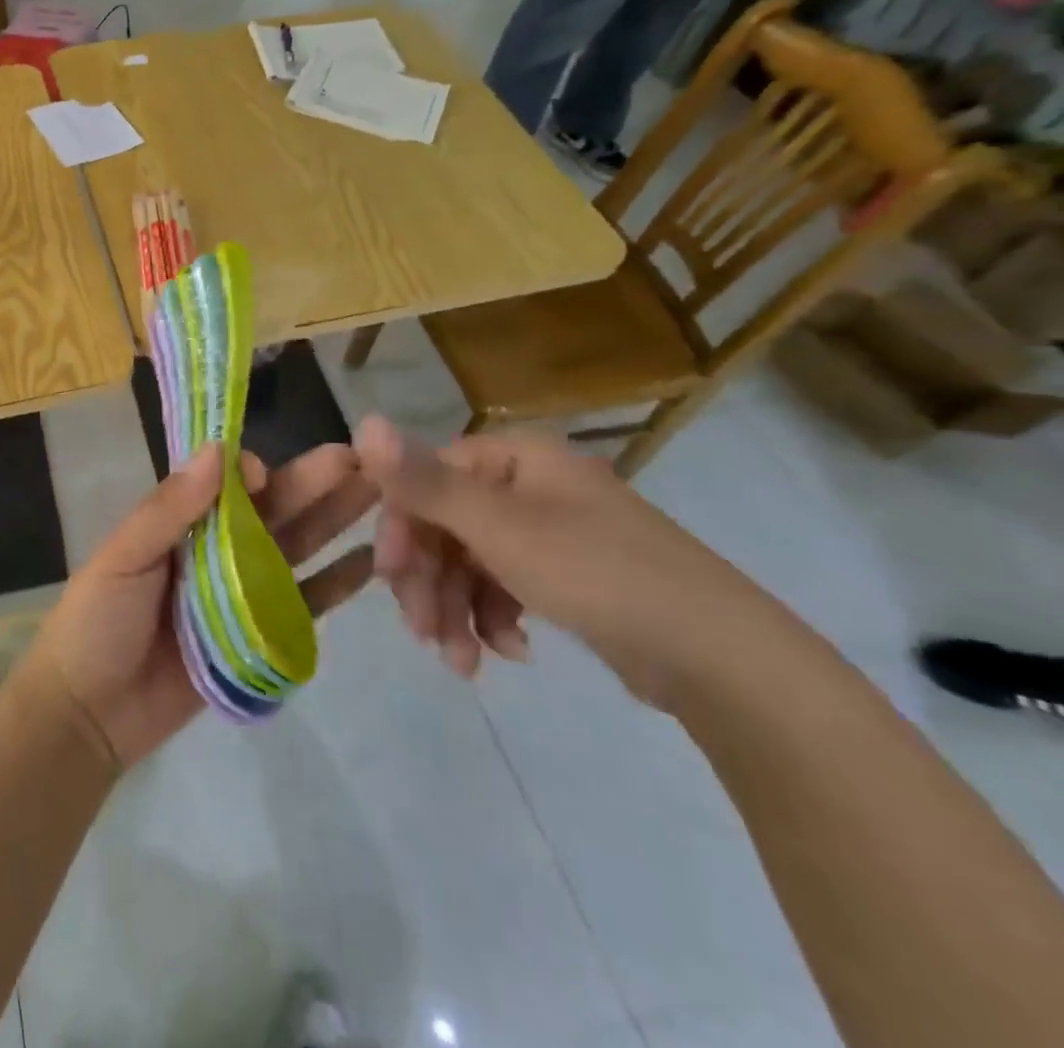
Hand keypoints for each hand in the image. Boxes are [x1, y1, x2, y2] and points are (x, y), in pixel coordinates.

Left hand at [27, 443, 377, 768]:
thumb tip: (218, 450)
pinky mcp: (260, 635)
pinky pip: (303, 603)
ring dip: (334, 520)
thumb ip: (169, 508)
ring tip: (378, 493)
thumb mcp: (123, 557)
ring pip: (295, 546)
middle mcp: (218, 547)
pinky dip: (335, 583)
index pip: (228, 483)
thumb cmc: (97, 622)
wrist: (88, 714)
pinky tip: (370, 562)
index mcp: (182, 521)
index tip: (268, 473)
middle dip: (313, 483)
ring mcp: (242, 591)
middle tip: (364, 459)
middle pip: (273, 509)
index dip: (253, 472)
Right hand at [353, 415, 776, 704]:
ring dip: (455, 610)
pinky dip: (493, 619)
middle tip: (424, 634)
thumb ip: (424, 481)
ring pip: (468, 562)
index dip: (400, 527)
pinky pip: (501, 586)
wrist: (722, 659)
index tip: (390, 579)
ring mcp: (547, 531)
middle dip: (428, 582)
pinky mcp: (563, 575)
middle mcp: (526, 485)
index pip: (426, 478)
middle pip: (444, 524)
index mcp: (513, 458)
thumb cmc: (600, 575)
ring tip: (463, 663)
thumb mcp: (500, 528)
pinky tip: (510, 652)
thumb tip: (361, 421)